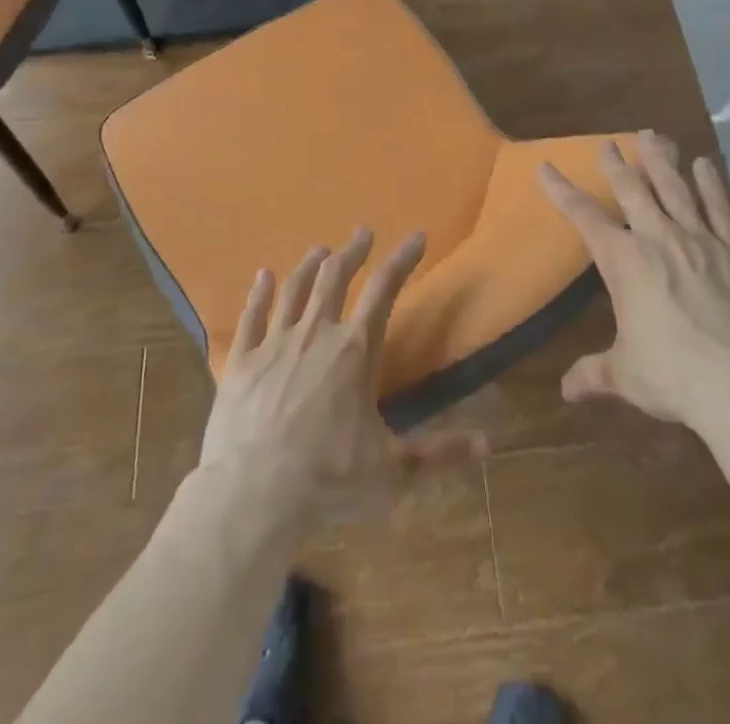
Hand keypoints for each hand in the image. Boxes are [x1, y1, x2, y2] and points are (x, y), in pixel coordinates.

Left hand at [198, 229, 486, 529]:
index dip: (403, 259)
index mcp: (355, 351)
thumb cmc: (329, 480)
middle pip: (335, 276)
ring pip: (294, 289)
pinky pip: (251, 316)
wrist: (253, 496)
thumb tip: (488, 444)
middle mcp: (316, 333)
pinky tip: (262, 276)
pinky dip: (259, 293)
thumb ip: (439, 454)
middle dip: (352, 251)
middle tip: (362, 233)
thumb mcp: (393, 471)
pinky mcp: (241, 361)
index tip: (416, 237)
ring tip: (320, 250)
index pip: (385, 289)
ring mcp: (275, 343)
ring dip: (309, 265)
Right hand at [538, 130, 729, 430]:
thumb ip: (595, 374)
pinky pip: (721, 210)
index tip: (546, 166)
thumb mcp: (625, 375)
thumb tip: (566, 391)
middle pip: (633, 190)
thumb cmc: (672, 374)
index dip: (562, 191)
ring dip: (662, 161)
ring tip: (654, 136)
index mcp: (624, 261)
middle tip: (608, 143)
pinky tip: (706, 165)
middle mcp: (659, 239)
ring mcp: (701, 241)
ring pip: (676, 189)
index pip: (584, 217)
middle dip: (617, 165)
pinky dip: (712, 186)